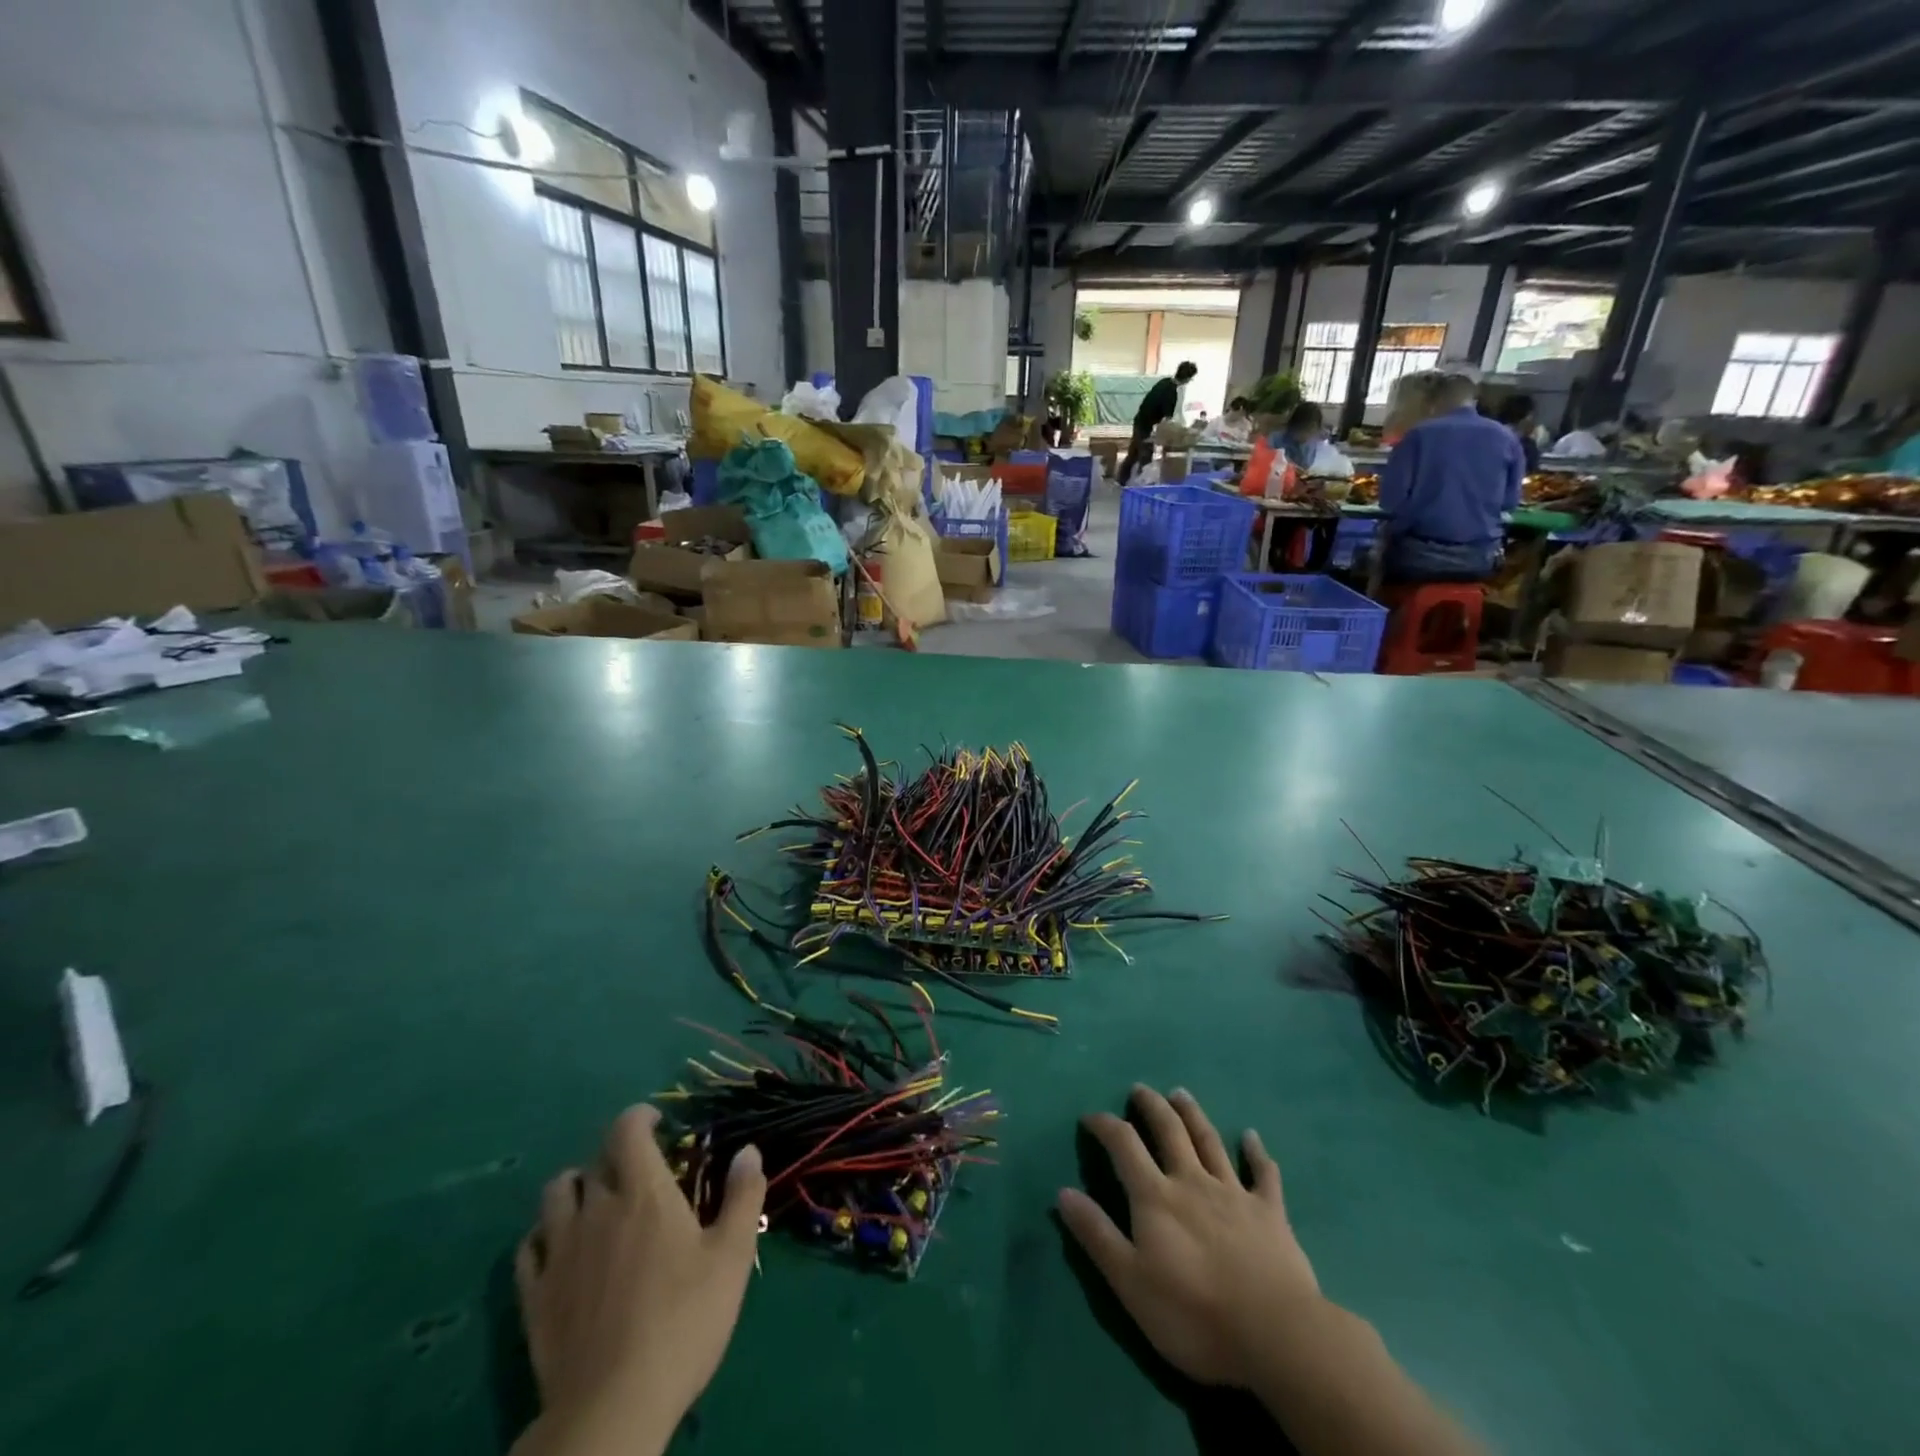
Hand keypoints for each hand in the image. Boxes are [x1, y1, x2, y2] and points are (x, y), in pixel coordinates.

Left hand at [514, 1105, 765, 1454]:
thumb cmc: (683, 1321)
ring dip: (576, 1187)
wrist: (613, 1407)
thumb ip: (742, 1196)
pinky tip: (561, 1250)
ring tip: (596, 1202)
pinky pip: (529, 1247)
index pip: (628, 1129)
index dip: (640, 1116)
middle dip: (616, 1155)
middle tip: (639, 1172)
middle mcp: (596, 1209)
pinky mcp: (534, 1295)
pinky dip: (545, 1236)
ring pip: (555, 1195)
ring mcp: (559, 1252)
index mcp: (643, 1192)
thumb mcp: (732, 1256)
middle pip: (594, 1160)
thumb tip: (748, 1150)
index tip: (658, 1121)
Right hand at [1058, 1086, 1319, 1390]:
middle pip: (1169, 1130)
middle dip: (1151, 1106)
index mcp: (1156, 1196)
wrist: (1275, 1335)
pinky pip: (1263, 1174)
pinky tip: (1252, 1137)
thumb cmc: (1194, 1315)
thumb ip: (1097, 1235)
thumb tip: (1062, 1191)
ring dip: (1193, 1114)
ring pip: (1210, 1141)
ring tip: (1180, 1093)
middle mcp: (1192, 1181)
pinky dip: (1257, 1153)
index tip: (1090, 1117)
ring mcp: (1234, 1193)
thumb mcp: (1131, 1283)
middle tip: (1140, 1089)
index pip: (1124, 1145)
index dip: (1105, 1125)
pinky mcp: (1270, 1213)